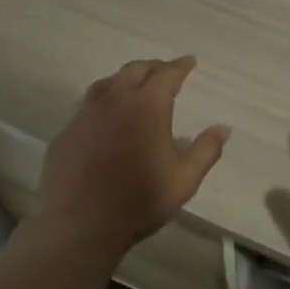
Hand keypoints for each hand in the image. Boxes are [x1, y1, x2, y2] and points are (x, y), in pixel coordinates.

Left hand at [32, 56, 229, 260]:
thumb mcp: (184, 179)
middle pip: (134, 70)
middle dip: (153, 67)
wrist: (79, 227)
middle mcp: (114, 101)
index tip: (189, 61)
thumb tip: (223, 128)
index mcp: (147, 106)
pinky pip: (87, 106)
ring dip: (125, 80)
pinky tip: (106, 119)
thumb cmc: (139, 201)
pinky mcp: (66, 133)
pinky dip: (103, 102)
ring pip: (106, 84)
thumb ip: (206, 150)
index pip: (167, 74)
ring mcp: (85, 115)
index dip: (180, 66)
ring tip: (135, 88)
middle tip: (165, 71)